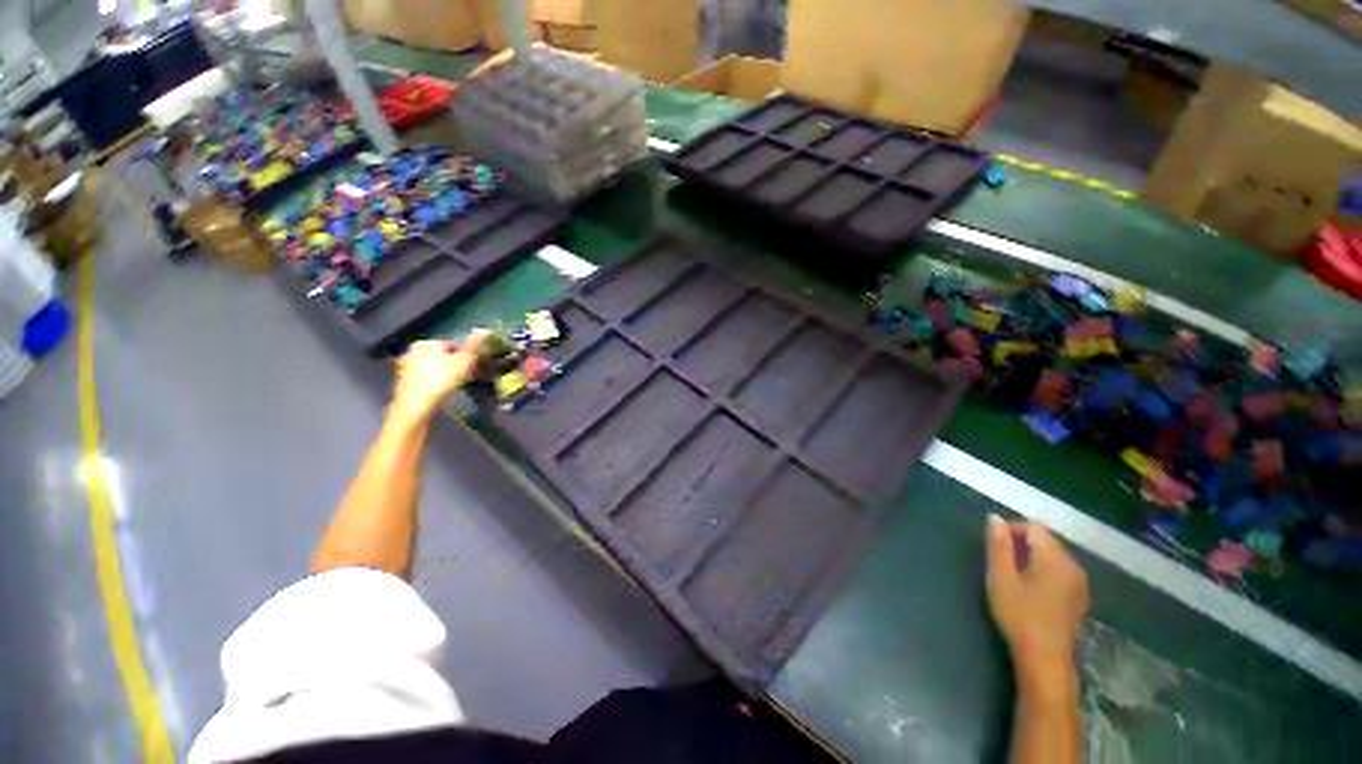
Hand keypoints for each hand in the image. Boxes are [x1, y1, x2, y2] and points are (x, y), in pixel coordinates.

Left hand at [390, 331, 495, 422]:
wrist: (415, 407)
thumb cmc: (440, 381)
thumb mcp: (463, 362)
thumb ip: (474, 347)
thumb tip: (484, 331)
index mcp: (426, 343)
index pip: (454, 344)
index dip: (468, 354)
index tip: (477, 364)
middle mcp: (413, 351)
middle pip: (443, 355)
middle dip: (457, 363)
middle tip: (470, 374)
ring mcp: (407, 367)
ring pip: (435, 367)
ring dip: (448, 373)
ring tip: (460, 383)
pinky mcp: (405, 382)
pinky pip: (427, 377)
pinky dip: (437, 381)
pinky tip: (445, 390)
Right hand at [985, 515, 1088, 689]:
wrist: (1046, 660)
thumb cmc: (1020, 615)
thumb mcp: (1001, 578)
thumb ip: (998, 546)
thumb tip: (994, 518)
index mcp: (1055, 558)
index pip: (1033, 527)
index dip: (1010, 529)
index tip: (991, 546)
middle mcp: (1073, 566)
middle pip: (1045, 541)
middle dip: (1020, 544)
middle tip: (998, 562)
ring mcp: (1080, 584)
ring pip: (1052, 557)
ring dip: (1031, 559)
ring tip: (1010, 576)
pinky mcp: (1079, 599)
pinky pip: (1059, 573)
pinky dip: (1042, 572)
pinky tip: (1029, 591)